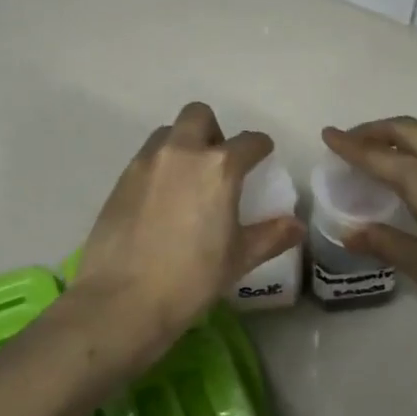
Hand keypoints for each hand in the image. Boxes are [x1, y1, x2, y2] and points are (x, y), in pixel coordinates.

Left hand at [76, 102, 303, 369]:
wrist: (122, 300)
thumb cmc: (191, 279)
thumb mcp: (238, 259)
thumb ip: (270, 236)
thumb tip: (296, 225)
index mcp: (219, 168)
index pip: (249, 142)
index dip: (260, 147)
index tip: (262, 156)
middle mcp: (182, 152)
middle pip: (199, 115)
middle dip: (214, 130)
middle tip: (218, 163)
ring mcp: (146, 162)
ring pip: (168, 133)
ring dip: (183, 144)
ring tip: (187, 179)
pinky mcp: (120, 179)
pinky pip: (146, 157)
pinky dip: (159, 166)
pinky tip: (161, 200)